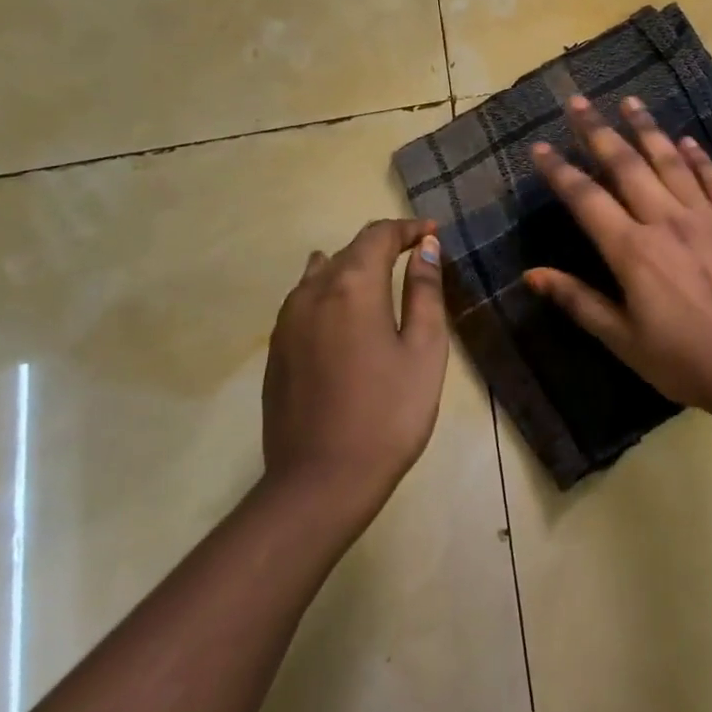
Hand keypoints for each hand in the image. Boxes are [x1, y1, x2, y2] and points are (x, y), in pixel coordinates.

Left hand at [262, 219, 448, 509]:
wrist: (320, 482)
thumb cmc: (388, 413)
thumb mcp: (424, 349)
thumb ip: (425, 291)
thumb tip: (428, 248)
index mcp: (353, 286)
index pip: (379, 236)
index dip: (409, 229)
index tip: (433, 234)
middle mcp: (313, 292)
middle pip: (350, 249)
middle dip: (385, 245)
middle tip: (417, 254)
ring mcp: (288, 322)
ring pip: (322, 272)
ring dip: (355, 265)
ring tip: (382, 276)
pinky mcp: (277, 349)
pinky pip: (305, 299)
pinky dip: (331, 288)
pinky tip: (343, 306)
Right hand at [524, 95, 711, 419]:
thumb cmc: (683, 360)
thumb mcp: (622, 339)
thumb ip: (578, 301)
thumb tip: (531, 274)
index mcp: (632, 249)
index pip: (586, 198)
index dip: (559, 170)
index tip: (540, 146)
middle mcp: (665, 220)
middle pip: (626, 165)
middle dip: (598, 131)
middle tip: (578, 101)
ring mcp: (705, 217)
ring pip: (670, 161)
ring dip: (647, 129)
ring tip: (629, 101)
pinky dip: (699, 157)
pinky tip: (687, 140)